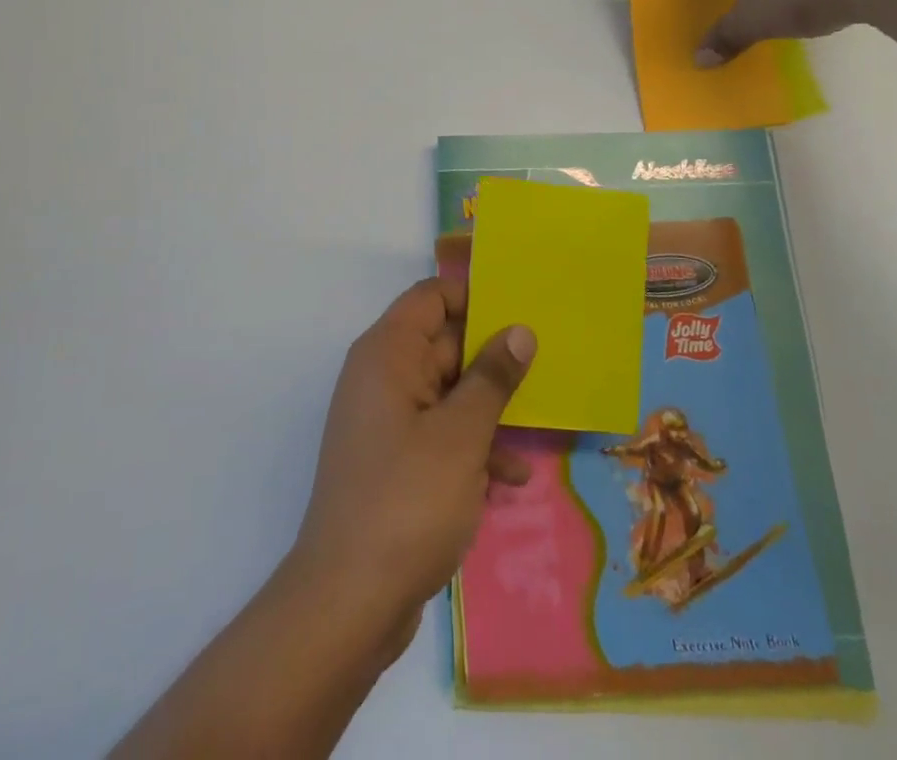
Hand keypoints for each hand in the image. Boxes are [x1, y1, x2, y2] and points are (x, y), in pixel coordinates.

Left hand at [286, 279, 534, 662]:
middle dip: (491, 358)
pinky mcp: (394, 460)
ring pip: (447, 392)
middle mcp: (382, 376)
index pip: (430, 297)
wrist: (349, 601)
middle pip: (443, 343)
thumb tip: (518, 330)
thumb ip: (492, 377)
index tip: (521, 309)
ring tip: (536, 427)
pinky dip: (472, 446)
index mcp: (388, 353)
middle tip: (546, 365)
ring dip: (488, 409)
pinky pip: (439, 433)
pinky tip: (510, 478)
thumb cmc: (408, 501)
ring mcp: (386, 420)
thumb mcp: (461, 435)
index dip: (473, 295)